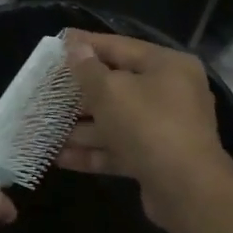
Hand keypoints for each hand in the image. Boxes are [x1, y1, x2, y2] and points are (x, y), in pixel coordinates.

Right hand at [57, 32, 232, 228]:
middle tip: (46, 90)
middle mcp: (171, 93)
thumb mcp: (110, 91)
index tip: (58, 42)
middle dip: (79, 92)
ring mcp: (165, 128)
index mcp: (167, 66)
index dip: (87, 44)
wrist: (187, 190)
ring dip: (81, 127)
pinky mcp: (156, 159)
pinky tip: (60, 157)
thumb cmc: (148, 125)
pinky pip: (119, 148)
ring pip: (116, 120)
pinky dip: (93, 151)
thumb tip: (75, 47)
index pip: (120, 46)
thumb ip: (88, 69)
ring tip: (45, 128)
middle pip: (117, 85)